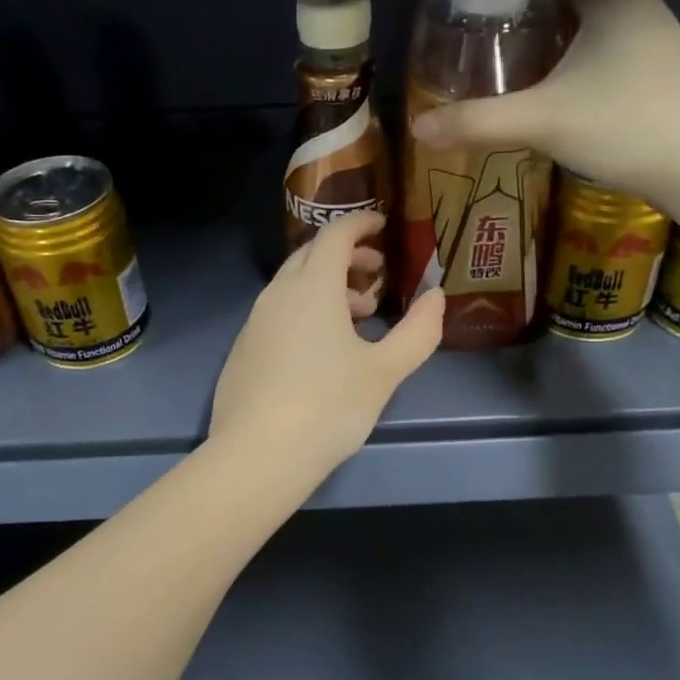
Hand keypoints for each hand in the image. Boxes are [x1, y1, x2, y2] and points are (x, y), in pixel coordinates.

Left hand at [210, 210, 444, 477]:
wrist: (257, 455)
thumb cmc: (328, 407)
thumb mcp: (385, 371)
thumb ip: (418, 331)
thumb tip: (437, 297)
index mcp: (312, 287)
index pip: (335, 234)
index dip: (360, 223)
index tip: (383, 225)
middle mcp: (278, 294)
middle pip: (311, 255)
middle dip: (347, 256)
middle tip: (377, 275)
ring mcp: (254, 322)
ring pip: (293, 285)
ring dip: (327, 286)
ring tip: (359, 315)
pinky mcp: (243, 349)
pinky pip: (278, 311)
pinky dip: (305, 310)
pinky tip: (322, 349)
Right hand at [409, 0, 679, 207]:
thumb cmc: (622, 125)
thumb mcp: (540, 121)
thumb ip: (477, 122)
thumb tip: (418, 127)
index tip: (473, 17)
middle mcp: (637, 5)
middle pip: (567, 3)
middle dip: (526, 24)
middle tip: (482, 52)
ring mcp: (657, 38)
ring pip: (590, 32)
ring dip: (554, 49)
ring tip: (511, 76)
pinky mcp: (664, 72)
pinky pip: (608, 56)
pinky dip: (579, 67)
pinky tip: (558, 97)